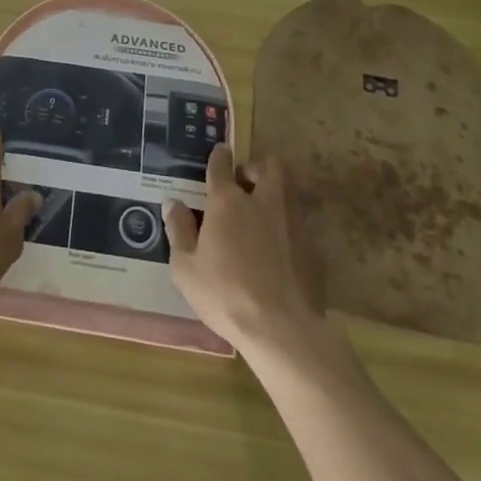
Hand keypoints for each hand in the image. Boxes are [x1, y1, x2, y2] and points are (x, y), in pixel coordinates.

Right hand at [164, 146, 332, 362]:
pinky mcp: (306, 245)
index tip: (218, 153)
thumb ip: (179, 230)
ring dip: (271, 190)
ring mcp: (287, 222)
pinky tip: (271, 242)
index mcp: (226, 201)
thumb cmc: (224, 293)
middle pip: (266, 167)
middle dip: (254, 168)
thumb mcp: (185, 267)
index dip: (218, 156)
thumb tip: (173, 202)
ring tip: (256, 210)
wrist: (279, 328)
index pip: (221, 165)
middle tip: (241, 183)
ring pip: (284, 189)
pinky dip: (282, 221)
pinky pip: (293, 218)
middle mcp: (259, 202)